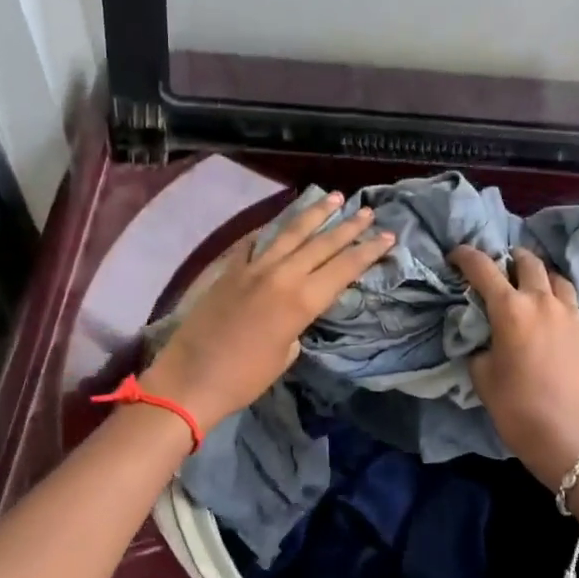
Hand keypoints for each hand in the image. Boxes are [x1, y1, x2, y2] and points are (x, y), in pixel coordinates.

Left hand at [145, 193, 392, 430]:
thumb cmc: (244, 379)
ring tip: (333, 198)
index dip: (368, 251)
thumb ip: (297, 326)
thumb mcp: (285, 356)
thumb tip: (295, 314)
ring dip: (314, 215)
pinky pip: (256, 242)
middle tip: (368, 211)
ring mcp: (252, 268)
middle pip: (322, 244)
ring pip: (290, 233)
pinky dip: (272, 229)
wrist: (190, 379)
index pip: (343, 268)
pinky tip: (281, 220)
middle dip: (348, 227)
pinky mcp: (229, 270)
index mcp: (301, 301)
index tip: (388, 236)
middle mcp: (281, 275)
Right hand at [451, 245, 578, 489]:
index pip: (483, 268)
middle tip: (501, 267)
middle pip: (528, 262)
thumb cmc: (517, 408)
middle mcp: (543, 301)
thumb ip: (479, 346)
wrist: (570, 438)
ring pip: (558, 279)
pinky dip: (560, 304)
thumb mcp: (482, 376)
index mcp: (510, 308)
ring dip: (541, 277)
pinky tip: (554, 322)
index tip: (456, 255)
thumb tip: (485, 337)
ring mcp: (573, 315)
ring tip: (533, 287)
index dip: (466, 256)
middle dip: (511, 258)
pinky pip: (573, 306)